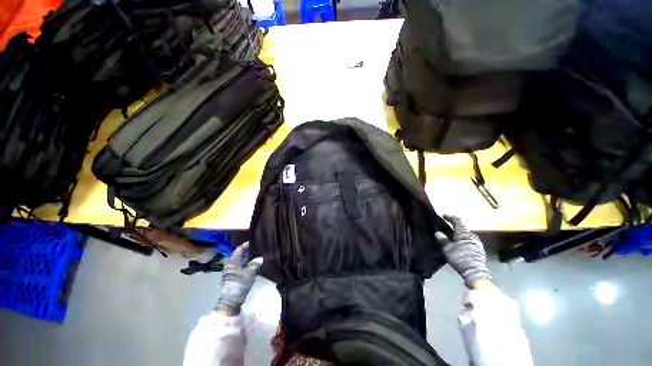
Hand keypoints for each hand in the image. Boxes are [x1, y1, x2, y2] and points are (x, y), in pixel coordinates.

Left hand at [214, 242, 262, 314]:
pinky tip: (255, 266)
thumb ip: (255, 264)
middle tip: (259, 248)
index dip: (246, 244)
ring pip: (242, 262)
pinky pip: (242, 268)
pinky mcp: (234, 278)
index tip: (255, 241)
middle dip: (249, 251)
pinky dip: (248, 265)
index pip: (239, 249)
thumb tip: (261, 257)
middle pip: (240, 255)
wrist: (230, 302)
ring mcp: (232, 272)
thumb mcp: (249, 274)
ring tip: (259, 256)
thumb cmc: (238, 285)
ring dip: (249, 259)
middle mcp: (231, 265)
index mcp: (233, 262)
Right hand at [435, 215, 490, 287]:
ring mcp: (477, 242)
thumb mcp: (447, 249)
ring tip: (452, 236)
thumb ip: (442, 239)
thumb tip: (437, 232)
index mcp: (464, 232)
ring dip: (459, 233)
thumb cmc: (459, 257)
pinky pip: (469, 240)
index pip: (457, 220)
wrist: (475, 272)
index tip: (443, 216)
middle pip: (463, 227)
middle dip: (454, 226)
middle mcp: (472, 235)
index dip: (450, 217)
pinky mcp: (479, 249)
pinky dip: (463, 239)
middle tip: (446, 226)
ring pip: (466, 234)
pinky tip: (459, 244)